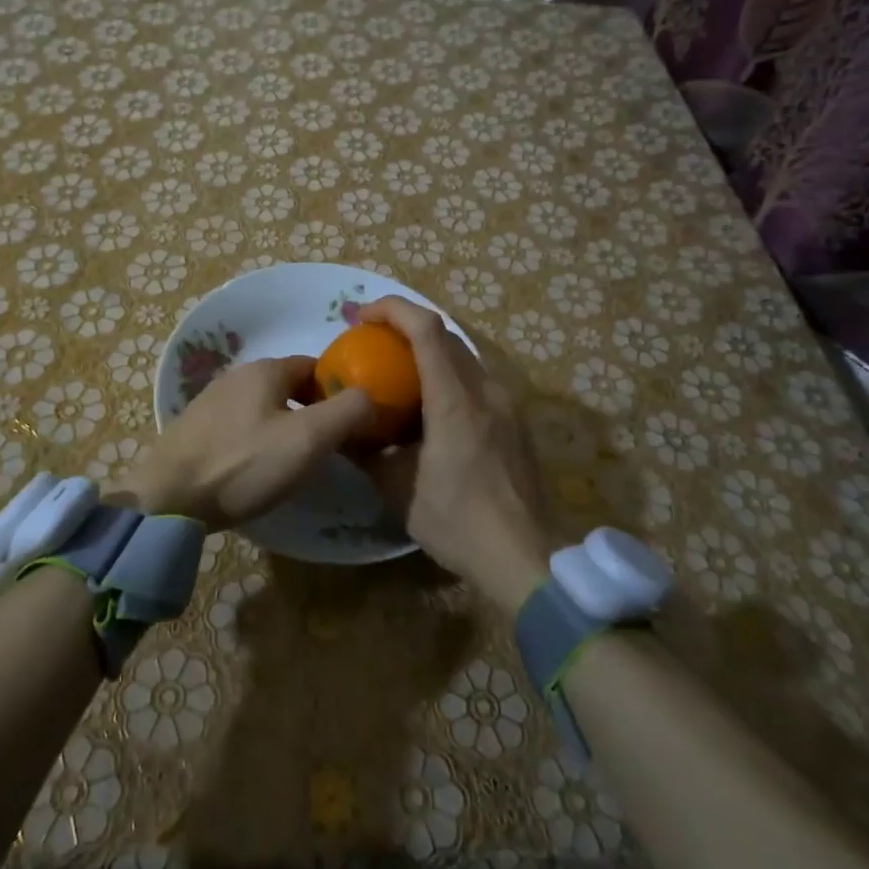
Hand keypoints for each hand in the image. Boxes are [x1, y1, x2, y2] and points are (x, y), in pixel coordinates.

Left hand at [115, 356, 374, 529]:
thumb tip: (372, 395)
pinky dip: (256, 438)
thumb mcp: (308, 439)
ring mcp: (210, 401)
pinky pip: (239, 425)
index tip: (353, 420)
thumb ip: (348, 411)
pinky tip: (256, 467)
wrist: (168, 499)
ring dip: (284, 424)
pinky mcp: (194, 429)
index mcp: (265, 369)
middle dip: (312, 408)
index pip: (315, 366)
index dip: (338, 389)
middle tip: (328, 445)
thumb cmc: (244, 464)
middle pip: (288, 385)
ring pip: (263, 405)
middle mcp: (236, 375)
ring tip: (295, 460)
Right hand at [356, 297, 551, 611]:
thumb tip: (342, 432)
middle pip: (446, 337)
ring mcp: (506, 405)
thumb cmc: (458, 522)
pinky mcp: (514, 423)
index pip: (427, 329)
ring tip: (397, 374)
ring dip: (427, 354)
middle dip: (405, 328)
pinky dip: (446, 378)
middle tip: (371, 343)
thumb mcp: (399, 490)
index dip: (392, 309)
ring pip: (463, 358)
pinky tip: (428, 409)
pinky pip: (475, 383)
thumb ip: (368, 453)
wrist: (525, 559)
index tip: (361, 317)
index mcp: (455, 400)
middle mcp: (486, 391)